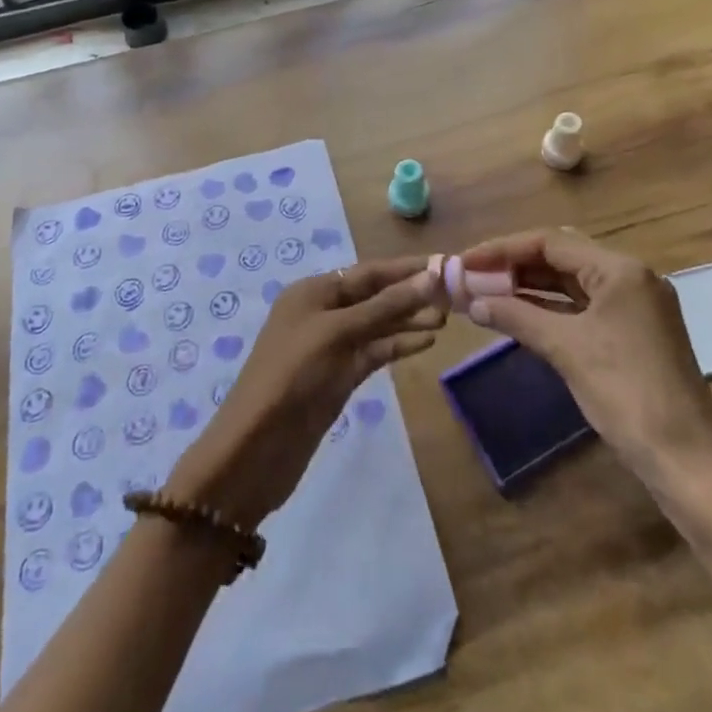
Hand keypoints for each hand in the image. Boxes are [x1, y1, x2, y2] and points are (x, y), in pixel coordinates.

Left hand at [166, 257, 444, 529]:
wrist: (256, 448)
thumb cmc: (293, 375)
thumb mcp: (338, 333)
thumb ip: (385, 306)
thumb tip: (431, 277)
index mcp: (313, 291)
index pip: (368, 272)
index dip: (406, 268)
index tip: (446, 263)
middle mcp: (322, 312)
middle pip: (375, 295)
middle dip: (411, 293)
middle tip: (455, 294)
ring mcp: (332, 346)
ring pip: (378, 324)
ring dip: (409, 319)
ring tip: (448, 317)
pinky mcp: (340, 376)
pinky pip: (374, 351)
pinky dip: (398, 345)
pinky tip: (427, 342)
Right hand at [458, 230, 711, 484]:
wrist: (686, 461)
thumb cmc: (627, 394)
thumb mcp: (567, 350)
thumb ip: (517, 317)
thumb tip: (473, 302)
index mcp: (621, 270)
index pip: (550, 242)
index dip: (502, 249)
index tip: (465, 262)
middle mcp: (630, 277)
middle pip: (561, 256)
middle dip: (514, 264)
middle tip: (473, 276)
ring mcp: (634, 305)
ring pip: (571, 282)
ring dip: (529, 286)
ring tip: (486, 293)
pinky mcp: (633, 331)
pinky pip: (582, 306)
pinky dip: (549, 308)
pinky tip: (517, 314)